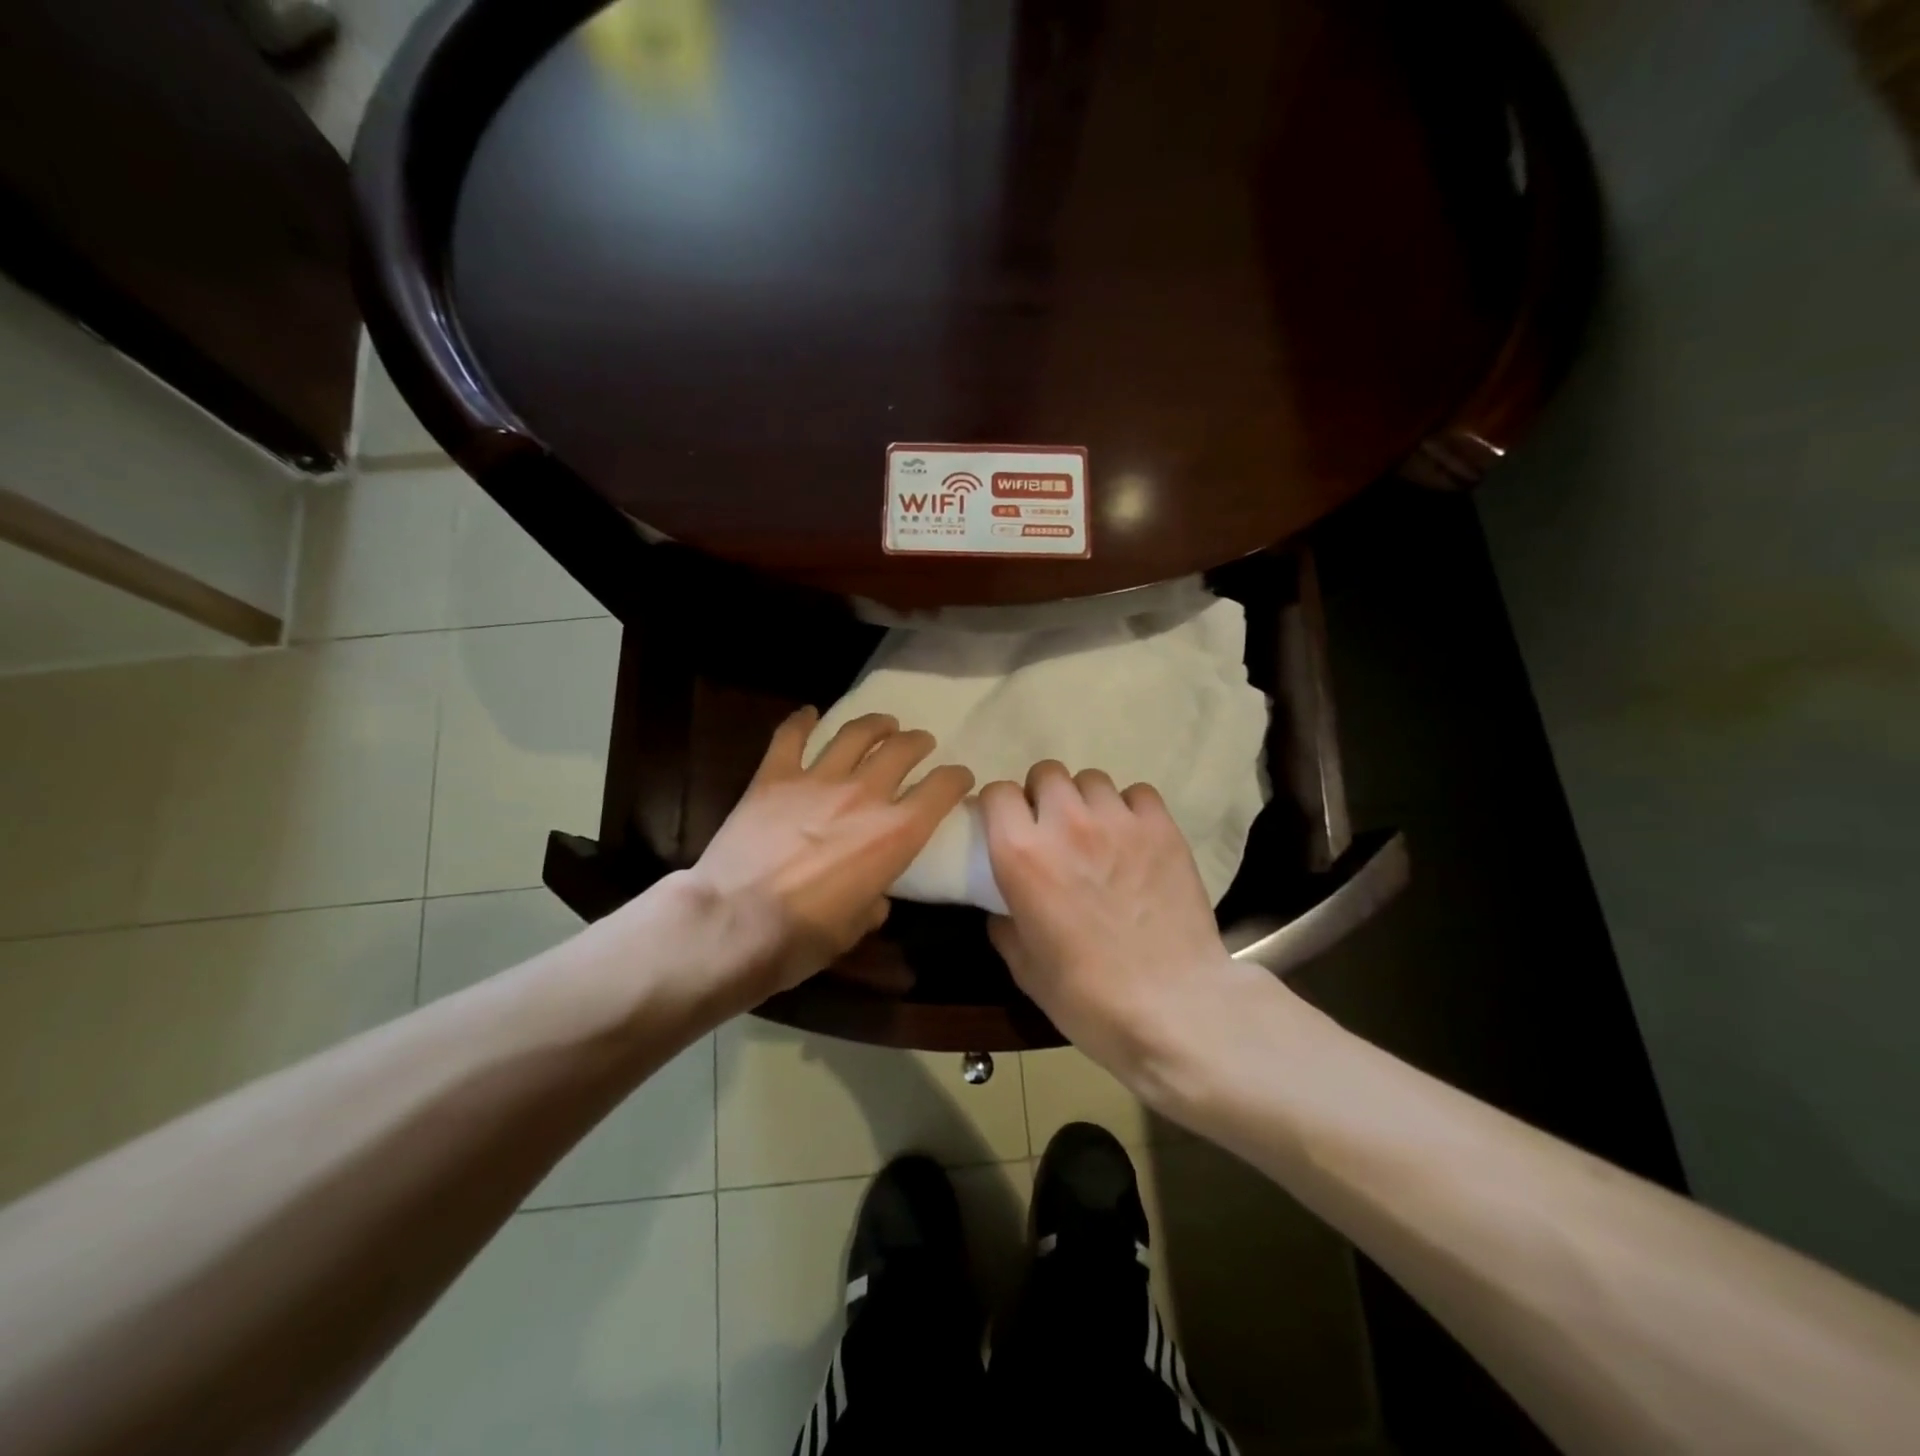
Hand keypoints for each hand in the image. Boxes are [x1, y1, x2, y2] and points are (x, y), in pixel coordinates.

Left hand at [685, 708, 973, 999]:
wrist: (732, 924)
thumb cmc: (801, 939)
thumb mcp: (855, 929)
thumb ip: (873, 902)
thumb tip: (873, 897)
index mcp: (895, 833)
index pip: (941, 789)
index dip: (956, 778)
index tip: (960, 777)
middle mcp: (864, 795)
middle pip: (901, 750)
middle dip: (918, 742)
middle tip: (921, 744)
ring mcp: (817, 780)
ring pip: (855, 733)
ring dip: (876, 724)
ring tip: (884, 724)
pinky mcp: (773, 777)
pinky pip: (790, 737)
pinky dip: (801, 721)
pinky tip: (809, 713)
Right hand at [980, 761, 1253, 1087]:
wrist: (1174, 1006)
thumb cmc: (1088, 997)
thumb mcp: (1025, 970)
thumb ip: (1005, 927)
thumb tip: (1003, 910)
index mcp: (1022, 855)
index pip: (998, 793)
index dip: (999, 807)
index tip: (1006, 826)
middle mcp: (1066, 824)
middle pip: (1046, 773)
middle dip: (1042, 796)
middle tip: (1052, 829)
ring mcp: (1118, 821)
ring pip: (1091, 780)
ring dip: (1085, 801)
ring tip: (1097, 832)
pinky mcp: (1162, 828)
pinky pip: (1138, 793)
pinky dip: (1130, 809)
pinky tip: (1134, 837)